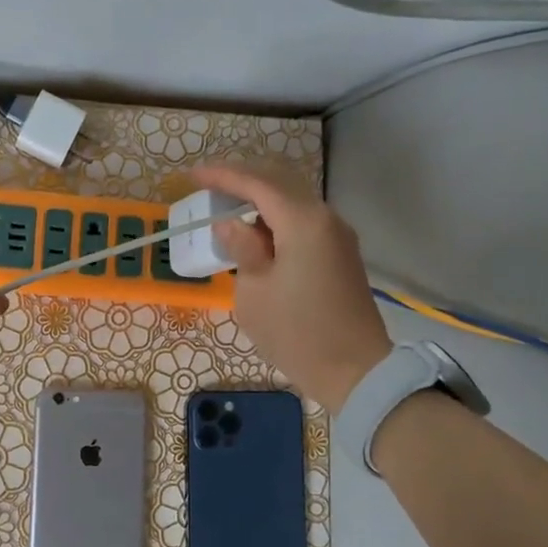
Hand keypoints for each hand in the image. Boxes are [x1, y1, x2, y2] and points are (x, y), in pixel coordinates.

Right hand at [193, 164, 392, 414]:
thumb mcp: (254, 293)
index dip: (223, 176)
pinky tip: (255, 231)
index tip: (192, 175)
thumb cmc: (296, 333)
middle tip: (209, 186)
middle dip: (243, 179)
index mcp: (303, 223)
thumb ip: (242, 249)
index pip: (258, 184)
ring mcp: (337, 236)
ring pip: (293, 200)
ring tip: (227, 207)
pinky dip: (276, 217)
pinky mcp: (340, 254)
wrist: (355, 371)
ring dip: (260, 199)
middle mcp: (325, 218)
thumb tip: (231, 225)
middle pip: (280, 183)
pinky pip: (303, 221)